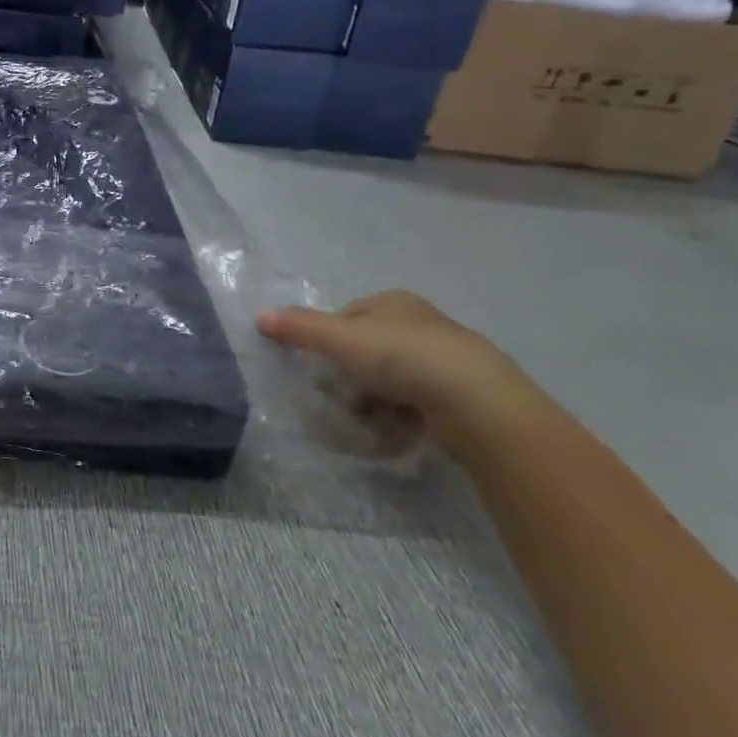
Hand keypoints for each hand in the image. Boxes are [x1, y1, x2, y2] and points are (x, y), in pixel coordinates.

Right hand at [257, 290, 543, 451]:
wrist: (478, 403)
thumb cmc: (402, 358)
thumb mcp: (340, 339)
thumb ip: (299, 328)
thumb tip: (259, 316)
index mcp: (393, 302)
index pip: (347, 317)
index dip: (329, 341)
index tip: (322, 367)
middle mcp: (421, 324)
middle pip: (368, 352)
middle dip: (352, 378)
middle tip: (343, 399)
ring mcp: (445, 361)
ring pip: (391, 382)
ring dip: (374, 404)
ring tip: (370, 423)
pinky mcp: (462, 397)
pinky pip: (418, 407)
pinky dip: (402, 420)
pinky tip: (397, 434)